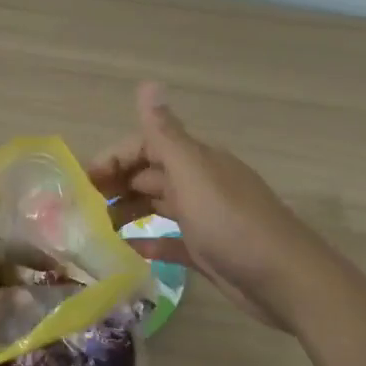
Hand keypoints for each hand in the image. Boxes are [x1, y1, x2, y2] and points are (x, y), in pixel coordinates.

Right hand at [87, 82, 325, 328]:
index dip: (113, 158)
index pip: (146, 145)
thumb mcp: (194, 175)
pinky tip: (125, 251)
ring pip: (157, 205)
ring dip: (127, 210)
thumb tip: (146, 83)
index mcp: (196, 160)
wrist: (286, 281)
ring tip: (94, 229)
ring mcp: (205, 218)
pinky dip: (148, 242)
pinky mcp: (207, 250)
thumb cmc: (233, 224)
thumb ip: (166, 134)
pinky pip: (170, 240)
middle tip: (79, 208)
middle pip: (149, 174)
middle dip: (115, 184)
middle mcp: (199, 183)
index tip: (82, 181)